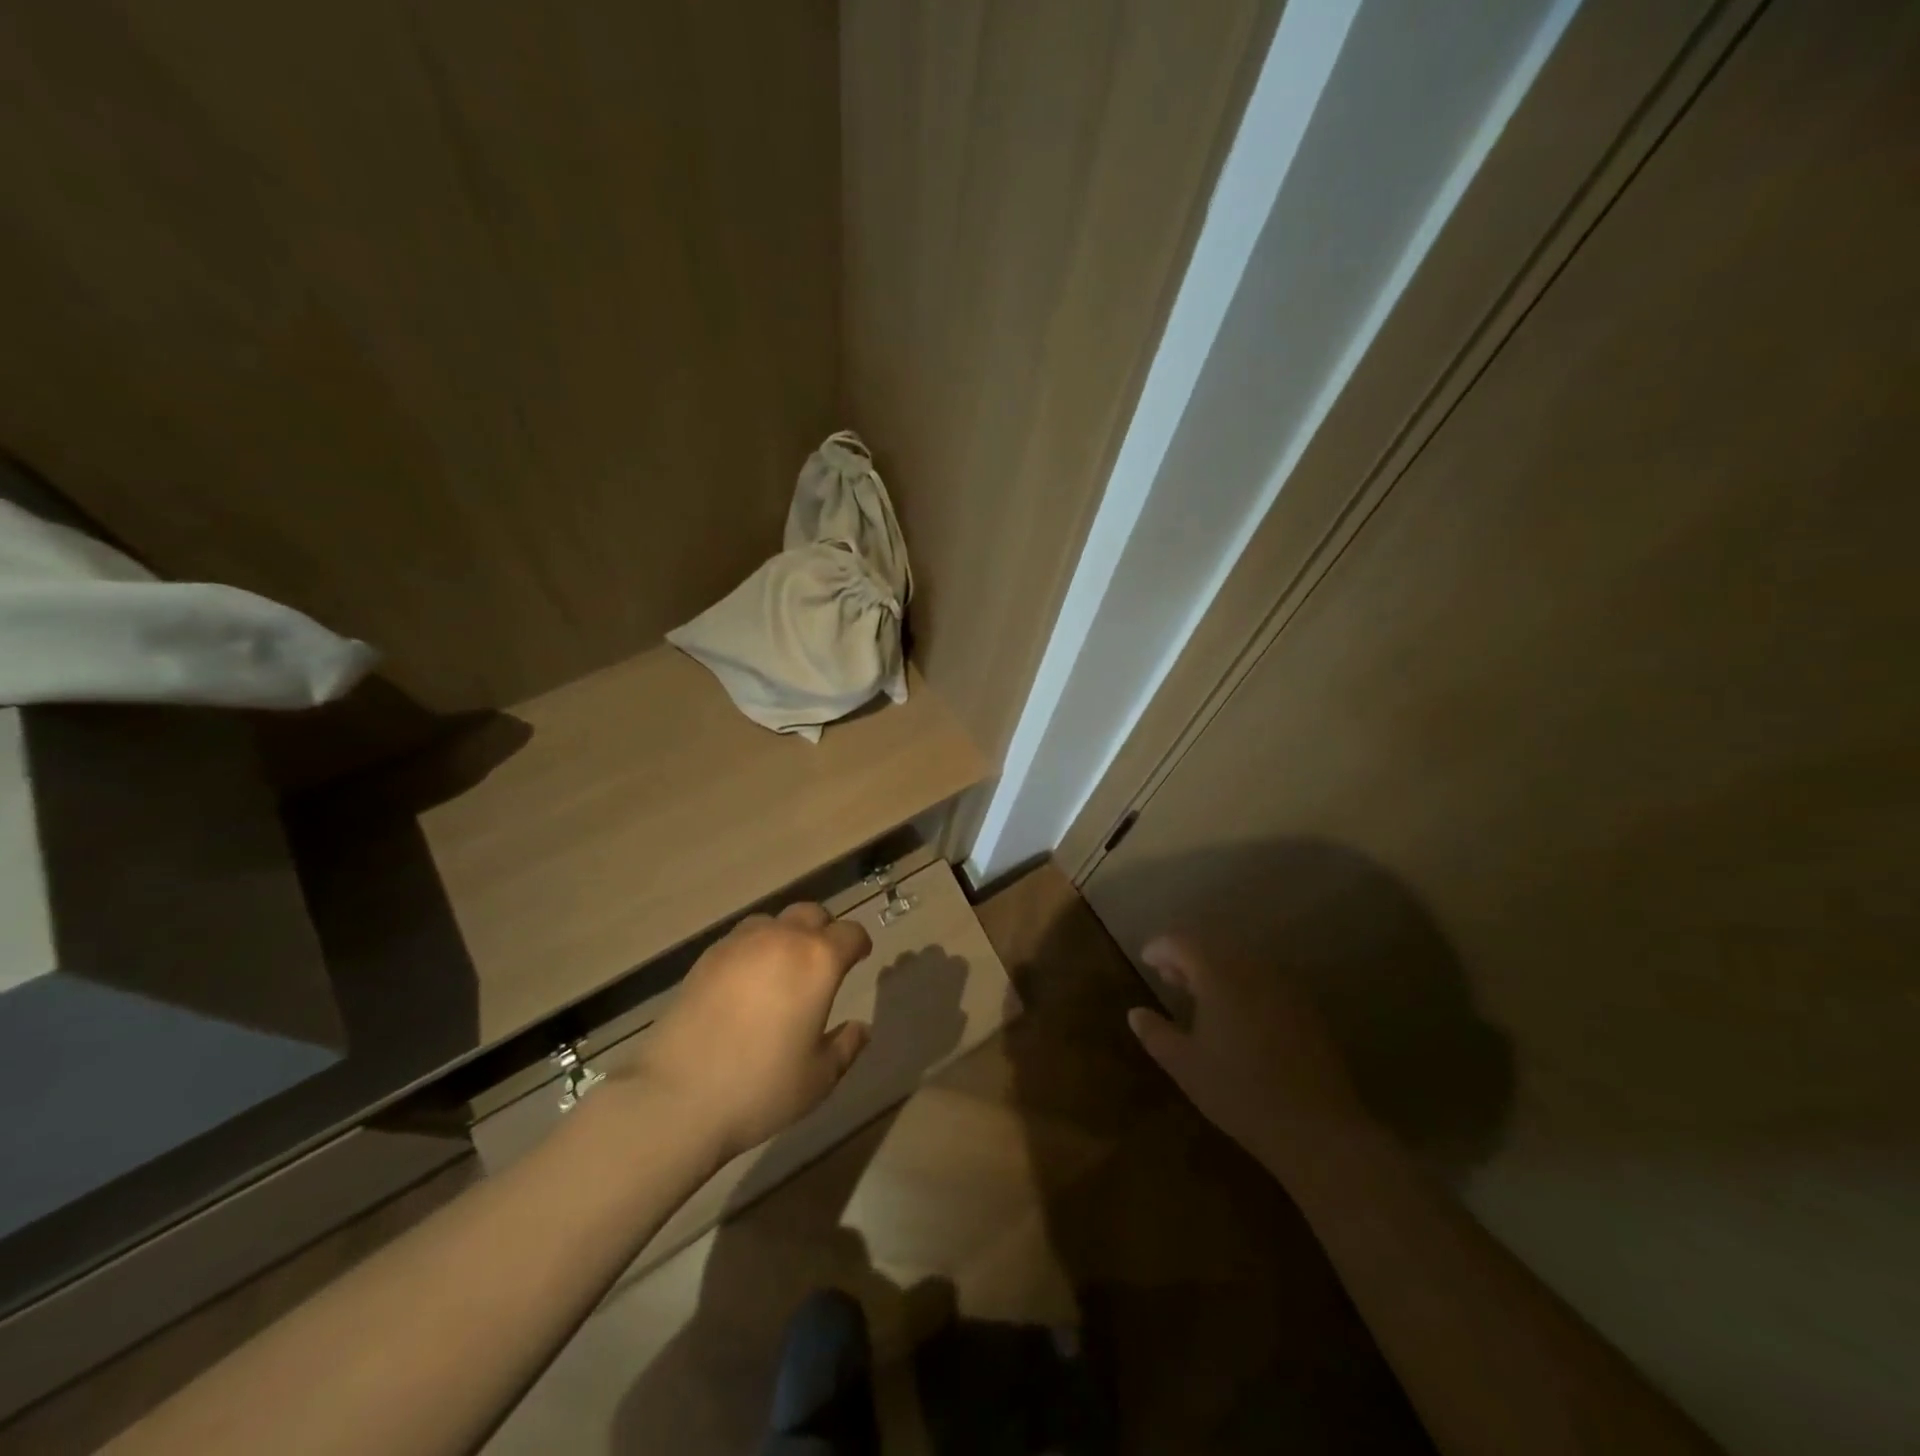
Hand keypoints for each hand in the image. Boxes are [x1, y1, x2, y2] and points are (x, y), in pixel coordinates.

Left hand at [613, 903, 872, 1161]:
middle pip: (812, 914)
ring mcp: (740, 943)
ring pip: (774, 921)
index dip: (859, 944)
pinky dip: (754, 950)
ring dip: (787, 936)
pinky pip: (742, 939)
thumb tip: (860, 1027)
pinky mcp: (707, 957)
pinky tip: (747, 983)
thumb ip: (846, 1046)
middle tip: (823, 962)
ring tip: (783, 969)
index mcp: (818, 960)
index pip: (850, 933)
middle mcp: (782, 939)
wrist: (677, 1096)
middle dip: (824, 931)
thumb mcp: (819, 1077)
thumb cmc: (761, 1087)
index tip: (859, 959)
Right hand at [1127, 938, 1375, 1179]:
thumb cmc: (1239, 1092)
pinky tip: (1236, 1012)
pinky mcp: (1305, 1005)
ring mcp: (1283, 984)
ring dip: (1215, 967)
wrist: (1317, 1127)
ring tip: (1199, 995)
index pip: (1182, 941)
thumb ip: (1155, 1033)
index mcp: (1219, 974)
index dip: (1160, 947)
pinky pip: (1263, 977)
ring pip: (1240, 959)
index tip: (1146, 961)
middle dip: (1187, 955)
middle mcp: (1252, 967)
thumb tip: (1135, 1013)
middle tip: (1168, 978)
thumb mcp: (1185, 1065)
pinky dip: (1242, 981)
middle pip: (1212, 944)